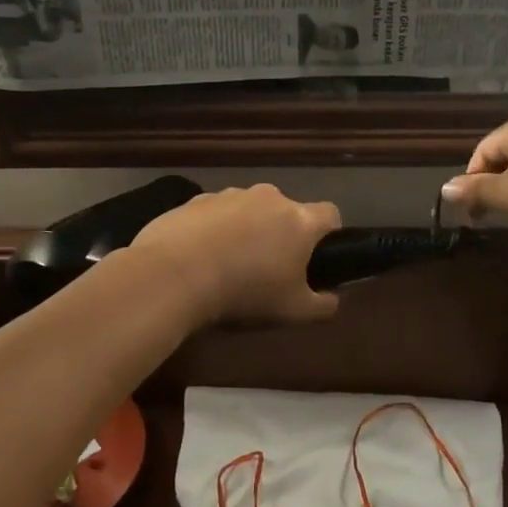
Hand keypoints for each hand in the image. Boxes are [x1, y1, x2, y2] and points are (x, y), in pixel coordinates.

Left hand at [128, 184, 341, 328]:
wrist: (174, 275)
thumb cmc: (245, 293)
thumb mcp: (294, 312)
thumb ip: (323, 305)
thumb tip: (333, 298)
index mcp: (299, 220)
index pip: (330, 214)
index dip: (329, 234)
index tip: (316, 257)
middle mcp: (268, 197)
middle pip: (286, 211)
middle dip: (281, 234)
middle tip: (269, 269)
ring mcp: (229, 194)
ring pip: (248, 210)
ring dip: (246, 230)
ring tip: (228, 265)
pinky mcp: (194, 200)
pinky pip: (215, 214)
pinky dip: (213, 230)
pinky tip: (199, 258)